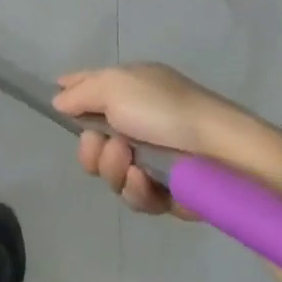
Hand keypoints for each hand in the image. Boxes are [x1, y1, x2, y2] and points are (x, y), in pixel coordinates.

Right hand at [52, 63, 259, 217]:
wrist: (222, 153)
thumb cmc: (166, 109)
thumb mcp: (115, 84)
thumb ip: (80, 93)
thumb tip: (59, 101)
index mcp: (127, 89)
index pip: (87, 89)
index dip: (69, 99)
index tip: (59, 112)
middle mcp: (135, 122)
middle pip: (90, 142)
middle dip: (90, 148)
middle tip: (104, 144)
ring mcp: (149, 158)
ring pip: (108, 173)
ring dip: (113, 168)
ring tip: (132, 162)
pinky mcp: (164, 192)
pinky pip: (133, 196)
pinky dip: (136, 189)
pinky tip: (146, 180)